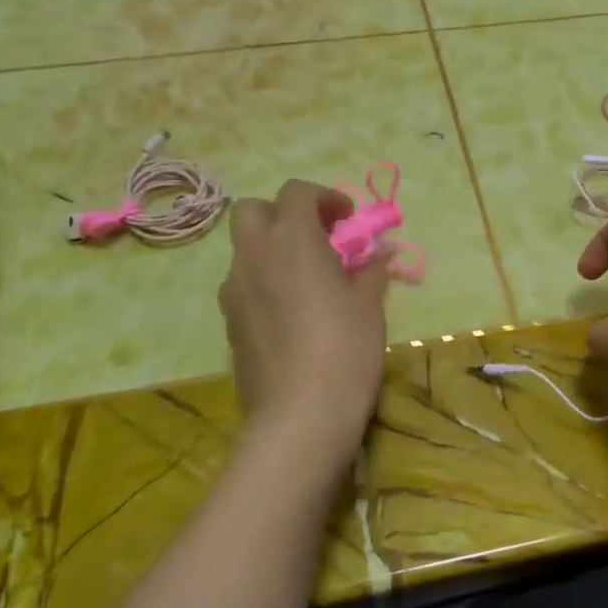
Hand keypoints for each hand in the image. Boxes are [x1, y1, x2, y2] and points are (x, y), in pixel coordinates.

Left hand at [219, 181, 390, 459]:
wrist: (300, 415)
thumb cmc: (345, 349)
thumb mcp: (369, 306)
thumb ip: (370, 271)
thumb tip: (378, 254)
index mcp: (292, 241)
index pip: (296, 192)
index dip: (325, 198)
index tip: (348, 220)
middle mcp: (254, 256)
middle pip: (253, 210)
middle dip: (283, 214)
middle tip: (317, 239)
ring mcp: (234, 290)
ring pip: (245, 250)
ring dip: (273, 249)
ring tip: (307, 279)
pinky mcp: (228, 323)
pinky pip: (243, 285)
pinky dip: (264, 282)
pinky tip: (291, 313)